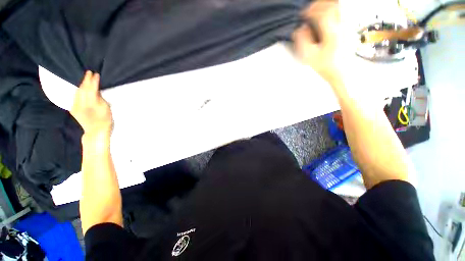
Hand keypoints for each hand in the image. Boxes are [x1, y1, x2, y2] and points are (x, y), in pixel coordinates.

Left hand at [71, 71, 112, 137]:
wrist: (96, 132)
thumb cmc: (105, 121)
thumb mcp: (106, 109)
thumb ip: (100, 99)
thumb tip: (96, 91)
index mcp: (91, 104)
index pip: (91, 89)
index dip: (93, 81)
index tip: (95, 74)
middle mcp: (80, 104)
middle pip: (82, 89)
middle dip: (86, 80)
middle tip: (89, 72)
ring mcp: (75, 107)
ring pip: (77, 92)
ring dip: (81, 85)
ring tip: (85, 79)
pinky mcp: (73, 109)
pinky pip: (75, 97)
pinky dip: (78, 91)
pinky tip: (81, 89)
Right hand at [293, 1, 345, 85]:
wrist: (341, 72)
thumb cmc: (325, 65)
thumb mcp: (309, 56)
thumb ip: (303, 40)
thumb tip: (300, 28)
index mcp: (331, 31)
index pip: (321, 13)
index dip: (310, 11)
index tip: (302, 14)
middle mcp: (342, 25)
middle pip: (332, 5)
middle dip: (319, 4)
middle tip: (309, 9)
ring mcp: (347, 25)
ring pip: (339, 7)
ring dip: (327, 5)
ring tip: (317, 9)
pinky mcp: (349, 28)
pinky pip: (343, 12)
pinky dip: (334, 10)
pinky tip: (327, 14)